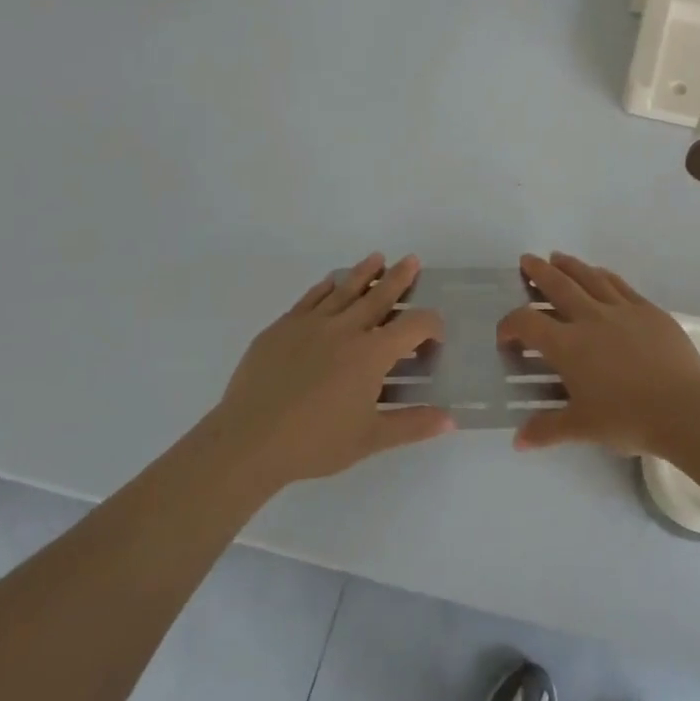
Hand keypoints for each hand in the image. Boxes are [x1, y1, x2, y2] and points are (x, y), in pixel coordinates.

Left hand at [210, 254, 453, 490]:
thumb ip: (412, 425)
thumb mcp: (370, 439)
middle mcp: (346, 329)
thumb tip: (451, 419)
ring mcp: (311, 324)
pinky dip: (324, 287)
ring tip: (377, 258)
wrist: (248, 441)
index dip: (431, 325)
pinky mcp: (282, 328)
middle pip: (379, 295)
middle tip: (412, 260)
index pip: (414, 326)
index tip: (435, 336)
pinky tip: (330, 282)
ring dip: (364, 273)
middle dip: (399, 278)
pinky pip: (309, 299)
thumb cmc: (315, 443)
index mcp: (372, 353)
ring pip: (344, 289)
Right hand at [496, 252, 699, 456]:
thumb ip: (547, 429)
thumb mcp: (582, 427)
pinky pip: (620, 285)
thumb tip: (518, 440)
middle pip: (558, 285)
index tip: (506, 335)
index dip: (510, 324)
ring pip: (590, 277)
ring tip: (558, 258)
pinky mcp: (648, 310)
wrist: (684, 407)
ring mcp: (622, 310)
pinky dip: (604, 276)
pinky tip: (600, 273)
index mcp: (568, 345)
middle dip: (538, 272)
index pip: (527, 323)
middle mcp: (590, 318)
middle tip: (527, 261)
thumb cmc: (628, 418)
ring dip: (570, 266)